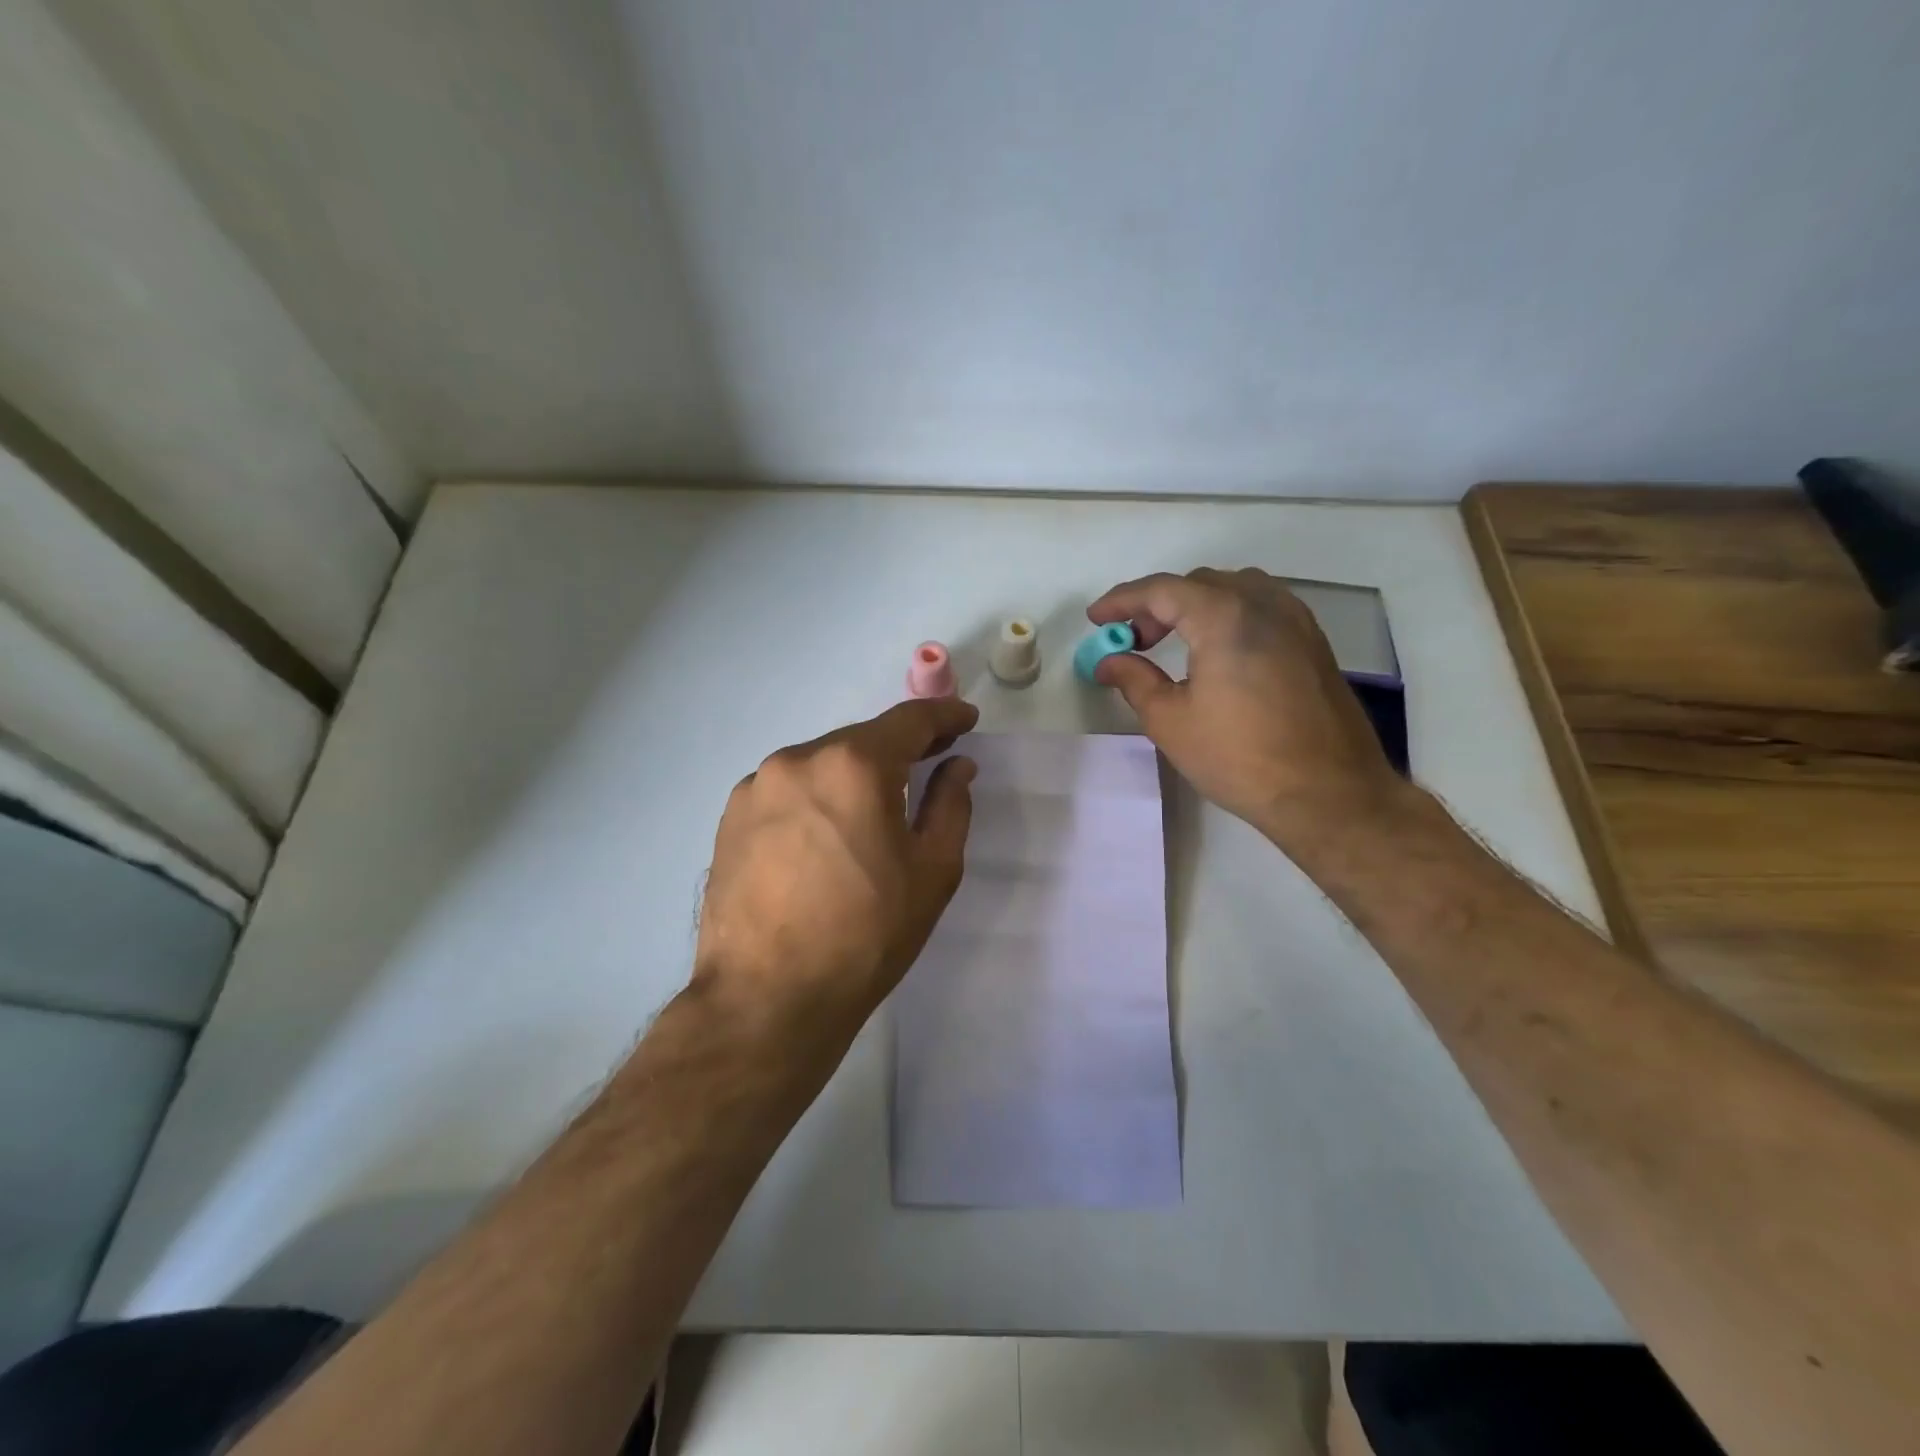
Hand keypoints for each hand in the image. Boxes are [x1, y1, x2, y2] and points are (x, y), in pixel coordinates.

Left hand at [691, 697, 978, 1051]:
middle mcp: (799, 758)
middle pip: (862, 740)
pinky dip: (816, 797)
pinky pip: (788, 789)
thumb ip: (950, 805)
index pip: (910, 720)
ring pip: (822, 764)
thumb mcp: (932, 871)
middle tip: (929, 763)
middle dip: (899, 749)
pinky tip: (824, 835)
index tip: (965, 719)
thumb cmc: (865, 935)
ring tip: (872, 811)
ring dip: (853, 775)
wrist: (767, 998)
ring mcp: (757, 785)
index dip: (944, 715)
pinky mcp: (731, 816)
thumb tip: (956, 766)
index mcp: (854, 765)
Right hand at [1088, 568, 1407, 848]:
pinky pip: (1263, 606)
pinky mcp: (1313, 642)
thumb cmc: (1239, 758)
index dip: (1122, 600)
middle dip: (1157, 605)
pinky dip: (1228, 614)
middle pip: (1199, 584)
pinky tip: (1218, 651)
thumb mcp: (1170, 721)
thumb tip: (1109, 661)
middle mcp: (1264, 604)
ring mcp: (1296, 621)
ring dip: (1195, 605)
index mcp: (1224, 617)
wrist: (1328, 793)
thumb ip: (1134, 680)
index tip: (1096, 619)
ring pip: (1234, 589)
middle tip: (1132, 640)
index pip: (1162, 590)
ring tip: (1173, 641)